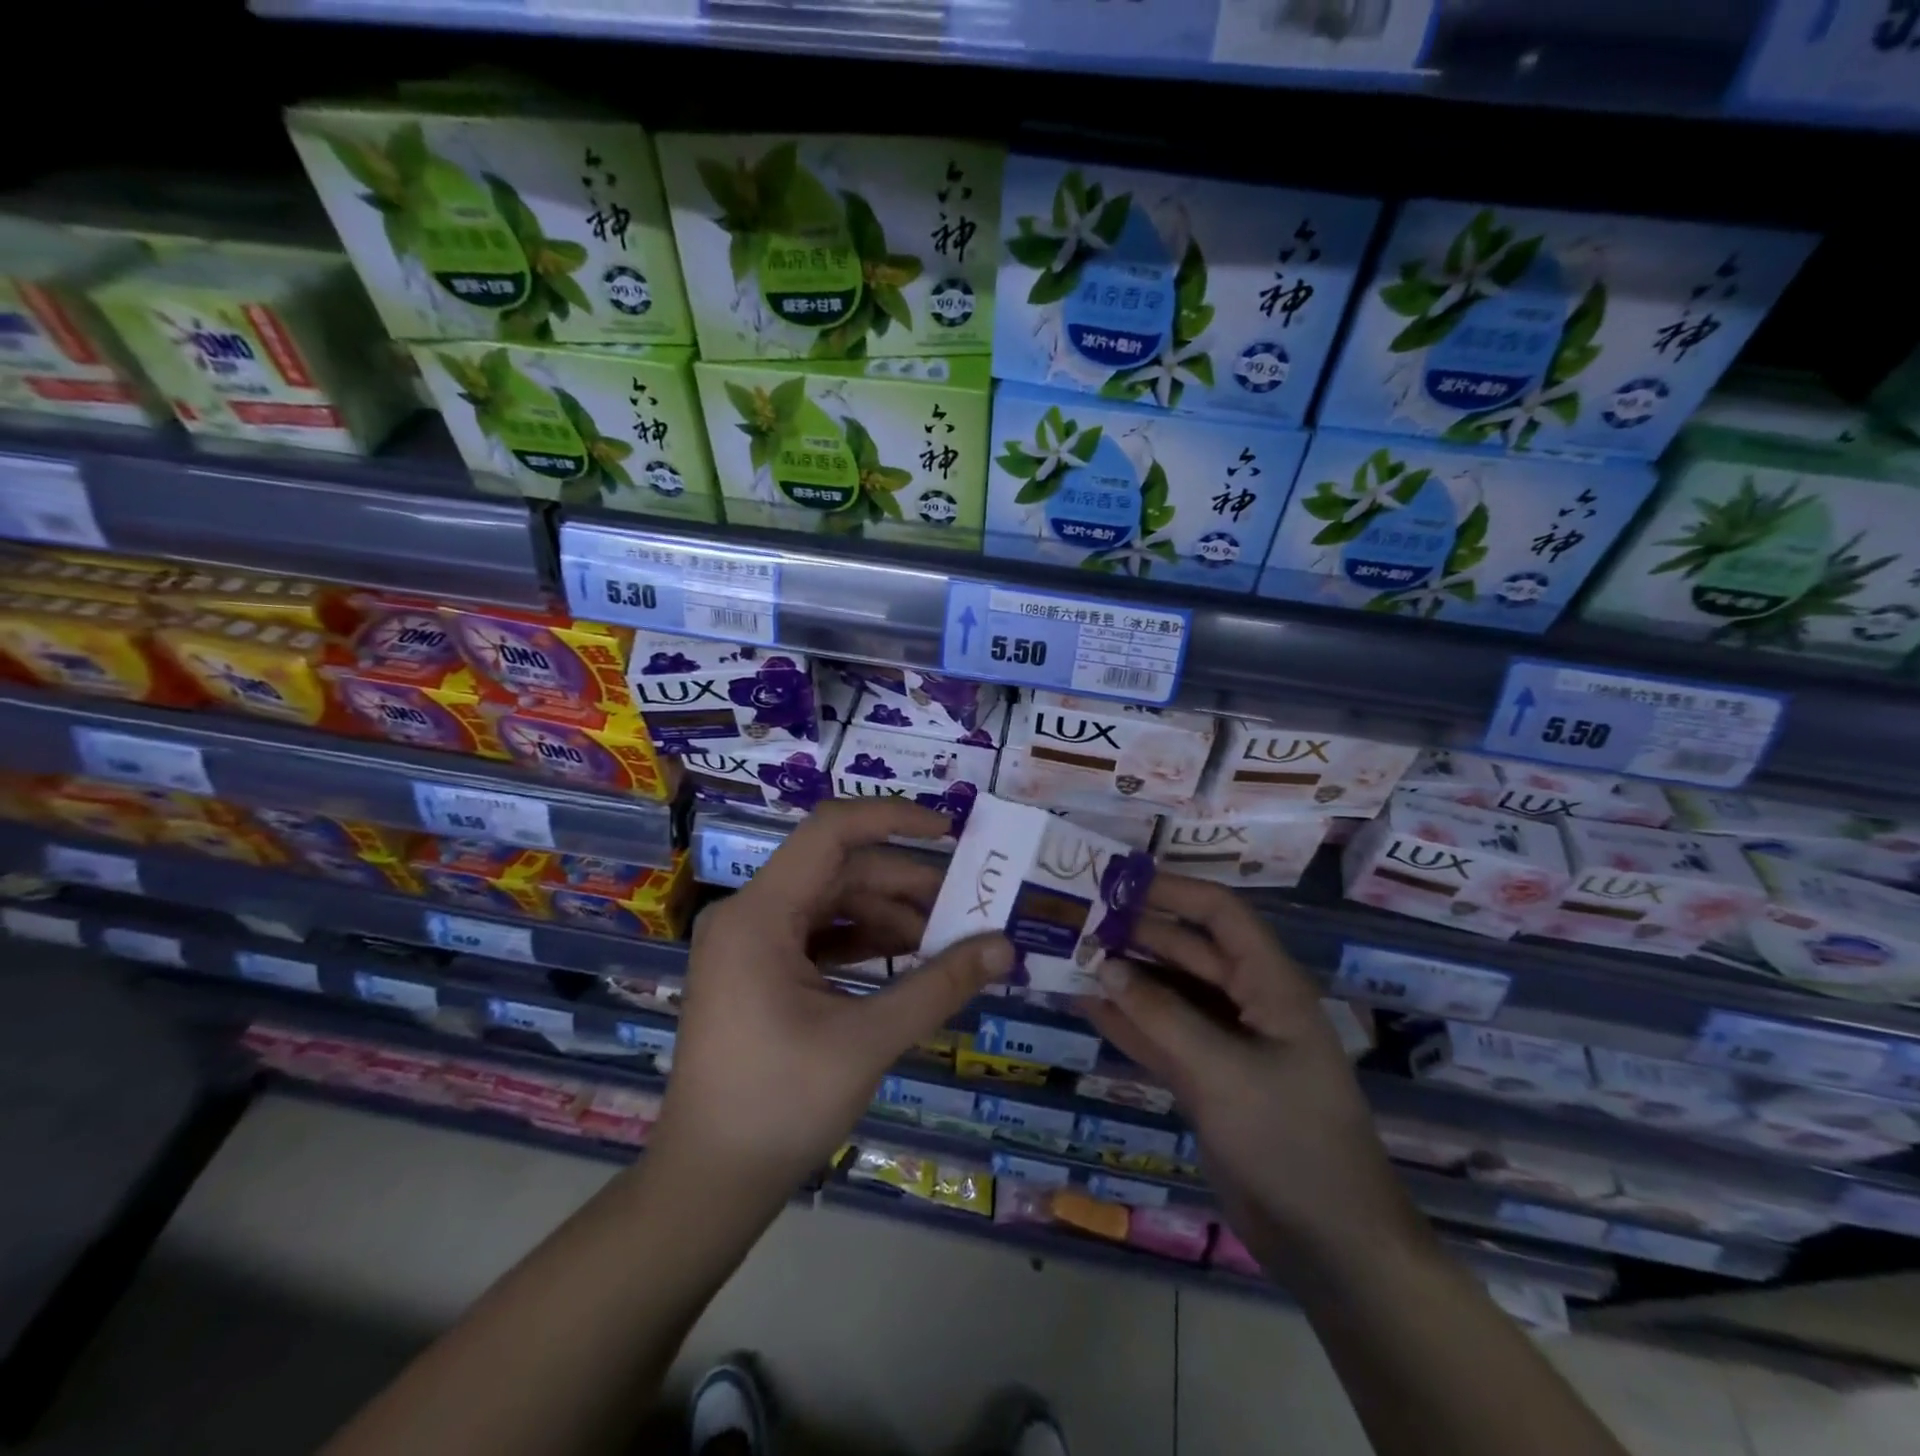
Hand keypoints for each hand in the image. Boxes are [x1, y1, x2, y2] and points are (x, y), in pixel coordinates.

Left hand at [648, 800, 1011, 1211]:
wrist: (708, 1185)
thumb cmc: (780, 1106)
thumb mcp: (868, 1040)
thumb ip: (939, 986)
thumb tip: (1004, 947)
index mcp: (760, 914)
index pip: (831, 831)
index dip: (893, 818)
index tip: (950, 832)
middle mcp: (750, 914)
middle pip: (839, 870)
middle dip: (905, 884)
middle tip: (966, 906)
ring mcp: (751, 944)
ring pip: (833, 903)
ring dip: (890, 916)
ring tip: (946, 941)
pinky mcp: (759, 971)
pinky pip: (820, 936)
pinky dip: (865, 943)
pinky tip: (909, 963)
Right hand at [1081, 875, 1430, 1280]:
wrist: (1328, 1245)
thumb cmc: (1289, 1140)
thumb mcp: (1222, 1071)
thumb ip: (1160, 1015)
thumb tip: (1104, 964)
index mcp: (1269, 984)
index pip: (1219, 914)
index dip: (1171, 890)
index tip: (1115, 880)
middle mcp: (1246, 1002)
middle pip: (1185, 950)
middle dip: (1134, 932)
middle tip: (1074, 917)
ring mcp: (1223, 1042)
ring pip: (1166, 992)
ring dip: (1122, 975)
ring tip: (1067, 953)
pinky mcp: (1205, 1078)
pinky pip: (1159, 1034)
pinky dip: (1125, 1019)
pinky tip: (1082, 1002)